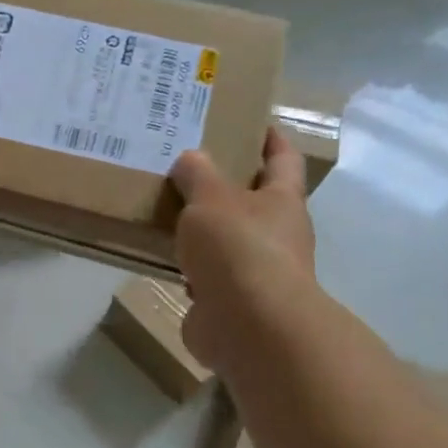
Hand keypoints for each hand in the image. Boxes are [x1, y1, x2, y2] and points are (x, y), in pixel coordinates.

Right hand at [169, 129, 316, 372]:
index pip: (283, 159)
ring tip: (167, 209)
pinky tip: (163, 256)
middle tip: (188, 165)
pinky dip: (190, 267)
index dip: (271, 139)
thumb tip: (191, 158)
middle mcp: (277, 235)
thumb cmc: (238, 248)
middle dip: (227, 185)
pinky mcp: (232, 303)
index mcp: (282, 201)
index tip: (254, 122)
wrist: (248, 325)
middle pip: (254, 201)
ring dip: (205, 230)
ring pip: (228, 240)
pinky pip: (208, 276)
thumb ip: (198, 175)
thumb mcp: (211, 198)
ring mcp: (256, 272)